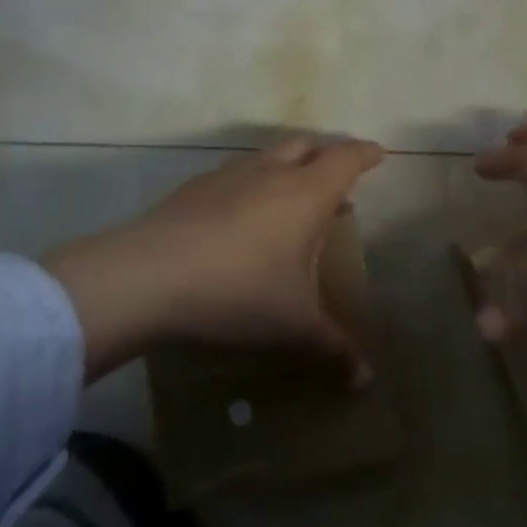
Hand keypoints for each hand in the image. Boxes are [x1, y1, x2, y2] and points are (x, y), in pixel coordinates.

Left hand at [44, 137, 384, 381]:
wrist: (149, 276)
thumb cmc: (239, 292)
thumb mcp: (293, 326)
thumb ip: (334, 348)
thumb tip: (366, 381)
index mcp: (305, 193)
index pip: (345, 158)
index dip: (364, 154)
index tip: (378, 153)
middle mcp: (270, 172)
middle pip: (307, 145)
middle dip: (326, 155)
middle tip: (337, 178)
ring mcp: (229, 175)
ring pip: (268, 157)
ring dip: (287, 168)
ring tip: (291, 201)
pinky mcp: (194, 187)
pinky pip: (235, 174)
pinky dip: (251, 185)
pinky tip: (240, 218)